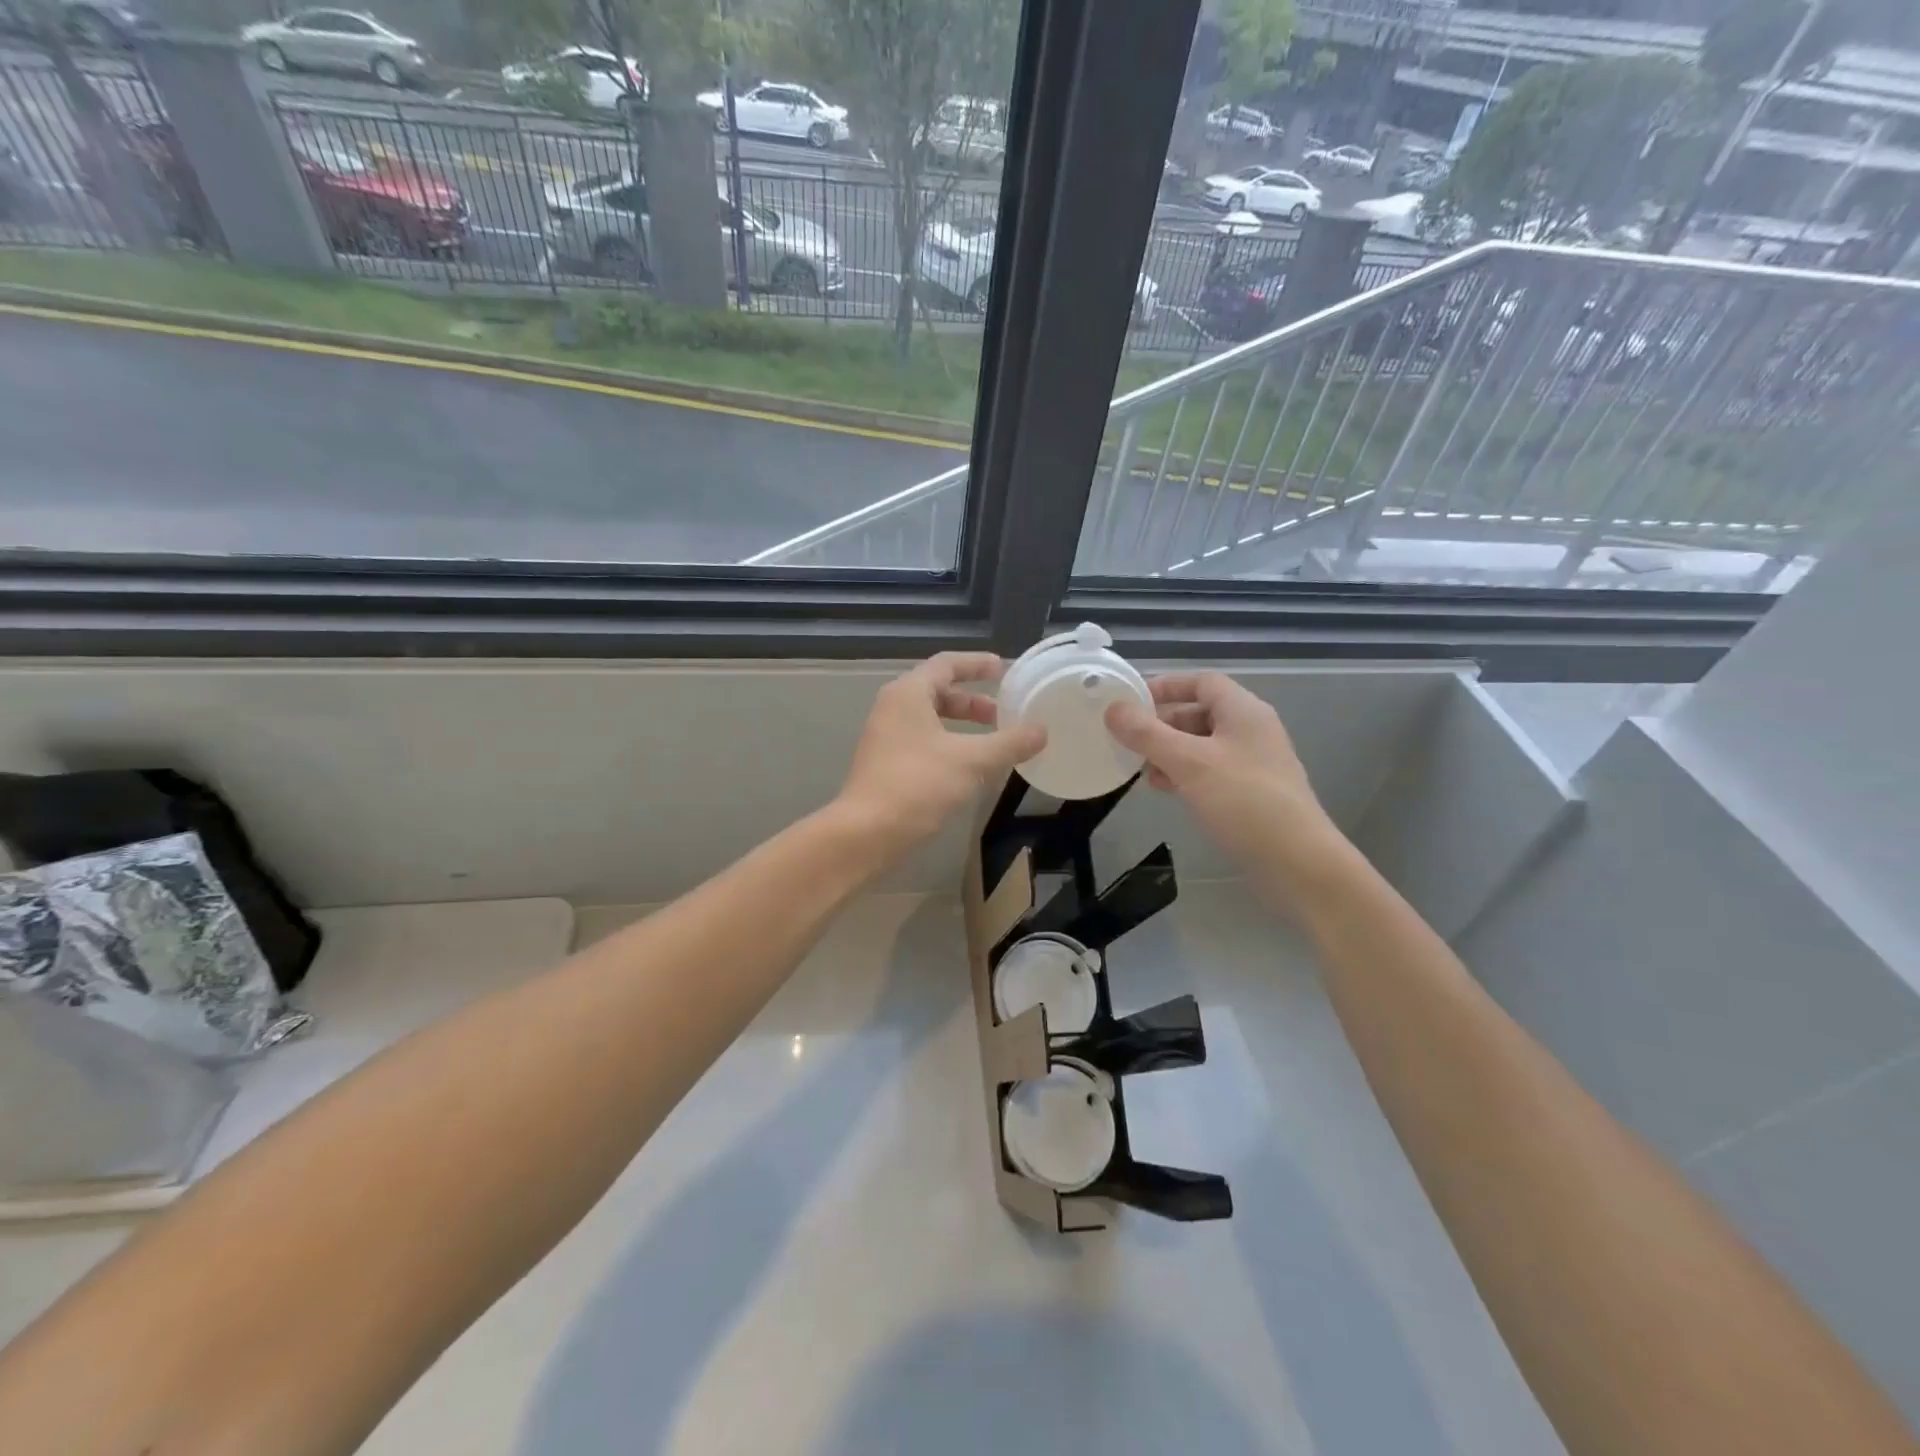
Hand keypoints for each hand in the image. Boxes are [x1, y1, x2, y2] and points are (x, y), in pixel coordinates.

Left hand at [835, 652, 1046, 862]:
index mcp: (908, 694)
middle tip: (1004, 713)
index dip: (977, 664)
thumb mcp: (972, 761)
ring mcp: (886, 736)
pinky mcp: (886, 763)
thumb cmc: (918, 785)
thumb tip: (1041, 731)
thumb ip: (1009, 743)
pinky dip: (949, 743)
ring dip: (962, 724)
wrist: (866, 833)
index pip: (946, 664)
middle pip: (938, 691)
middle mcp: (893, 708)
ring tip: (993, 741)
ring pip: (930, 718)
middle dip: (973, 700)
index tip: (1004, 669)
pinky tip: (970, 767)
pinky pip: (923, 740)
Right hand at [1106, 673, 1348, 905]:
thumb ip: (1148, 734)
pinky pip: (1211, 771)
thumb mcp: (1189, 762)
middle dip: (1163, 724)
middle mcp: (1251, 730)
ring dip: (1170, 752)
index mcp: (1243, 711)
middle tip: (1129, 740)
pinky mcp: (1251, 793)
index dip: (1166, 686)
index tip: (1131, 701)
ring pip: (1202, 745)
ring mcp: (1253, 763)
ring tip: (1142, 769)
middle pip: (1200, 713)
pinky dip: (1185, 774)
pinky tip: (1166, 790)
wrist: (1297, 862)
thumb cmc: (1244, 801)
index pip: (1202, 682)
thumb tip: (1113, 708)